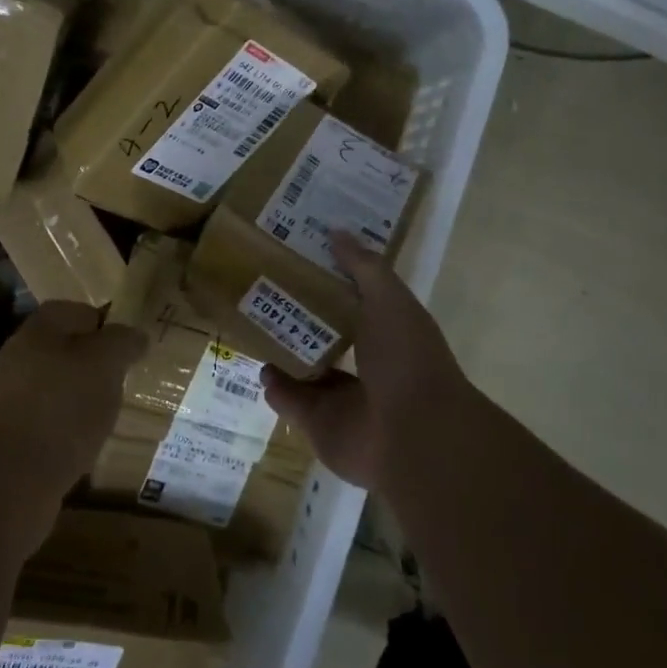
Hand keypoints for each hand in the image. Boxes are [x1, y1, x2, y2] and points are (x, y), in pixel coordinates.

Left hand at [0, 301, 146, 505]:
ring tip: (109, 416)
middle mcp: (18, 357)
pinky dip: (67, 429)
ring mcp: (9, 399)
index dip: (106, 324)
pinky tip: (84, 445)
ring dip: (81, 399)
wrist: (6, 482)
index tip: (130, 347)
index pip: (77, 311)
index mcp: (38, 330)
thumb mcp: (104, 364)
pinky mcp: (9, 438)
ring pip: (57, 387)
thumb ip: (122, 342)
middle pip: (65, 350)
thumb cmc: (61, 408)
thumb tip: (135, 335)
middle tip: (124, 381)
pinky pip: (47, 422)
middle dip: (95, 364)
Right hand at [260, 232, 475, 492]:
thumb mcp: (390, 300)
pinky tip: (258, 365)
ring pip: (306, 369)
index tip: (301, 257)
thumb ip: (363, 267)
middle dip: (301, 317)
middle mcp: (366, 366)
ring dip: (284, 351)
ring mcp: (342, 399)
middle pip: (327, 336)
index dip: (331, 281)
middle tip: (266, 289)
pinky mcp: (318, 426)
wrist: (413, 435)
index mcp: (387, 334)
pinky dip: (275, 386)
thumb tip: (336, 232)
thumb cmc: (406, 359)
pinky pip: (290, 402)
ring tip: (254, 324)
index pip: (355, 302)